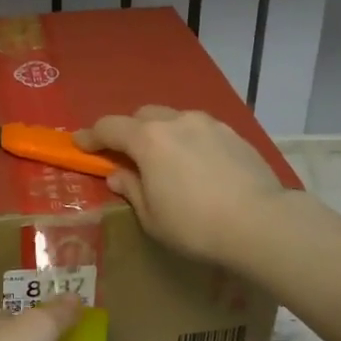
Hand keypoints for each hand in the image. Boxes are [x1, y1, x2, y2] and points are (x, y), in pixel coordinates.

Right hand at [76, 106, 286, 263]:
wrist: (260, 222)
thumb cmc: (195, 225)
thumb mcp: (152, 217)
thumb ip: (132, 189)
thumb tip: (118, 175)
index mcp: (149, 140)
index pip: (110, 127)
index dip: (91, 136)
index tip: (81, 144)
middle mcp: (177, 121)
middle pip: (143, 116)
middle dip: (130, 131)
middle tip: (127, 155)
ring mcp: (209, 124)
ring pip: (175, 119)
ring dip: (162, 134)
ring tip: (166, 160)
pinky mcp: (234, 134)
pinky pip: (201, 131)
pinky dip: (189, 141)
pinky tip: (197, 165)